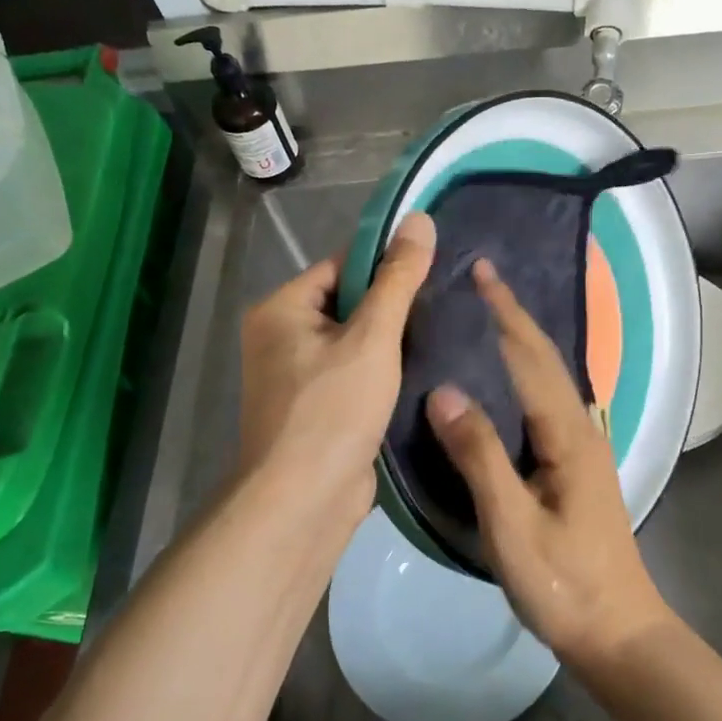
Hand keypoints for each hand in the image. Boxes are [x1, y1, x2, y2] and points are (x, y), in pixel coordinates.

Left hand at [237, 213, 435, 531]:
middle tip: (442, 307)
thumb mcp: (372, 336)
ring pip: (354, 343)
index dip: (384, 266)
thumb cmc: (332, 410)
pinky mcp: (316, 409)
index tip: (431, 272)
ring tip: (440, 335)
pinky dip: (382, 374)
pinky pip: (353, 375)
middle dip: (391, 308)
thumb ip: (398, 279)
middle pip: (348, 304)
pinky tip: (421, 373)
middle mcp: (280, 338)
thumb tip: (419, 218)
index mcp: (281, 309)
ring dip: (390, 344)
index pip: (340, 266)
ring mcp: (296, 378)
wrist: (304, 502)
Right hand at [425, 260, 673, 666]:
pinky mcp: (575, 465)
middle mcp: (580, 428)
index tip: (482, 272)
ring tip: (488, 316)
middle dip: (514, 315)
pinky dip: (525, 372)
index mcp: (567, 434)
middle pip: (545, 358)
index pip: (531, 357)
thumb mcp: (512, 524)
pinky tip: (505, 380)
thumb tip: (443, 390)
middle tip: (483, 279)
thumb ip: (479, 456)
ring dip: (521, 339)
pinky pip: (545, 400)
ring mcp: (582, 447)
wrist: (618, 632)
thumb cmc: (564, 583)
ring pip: (548, 378)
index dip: (505, 312)